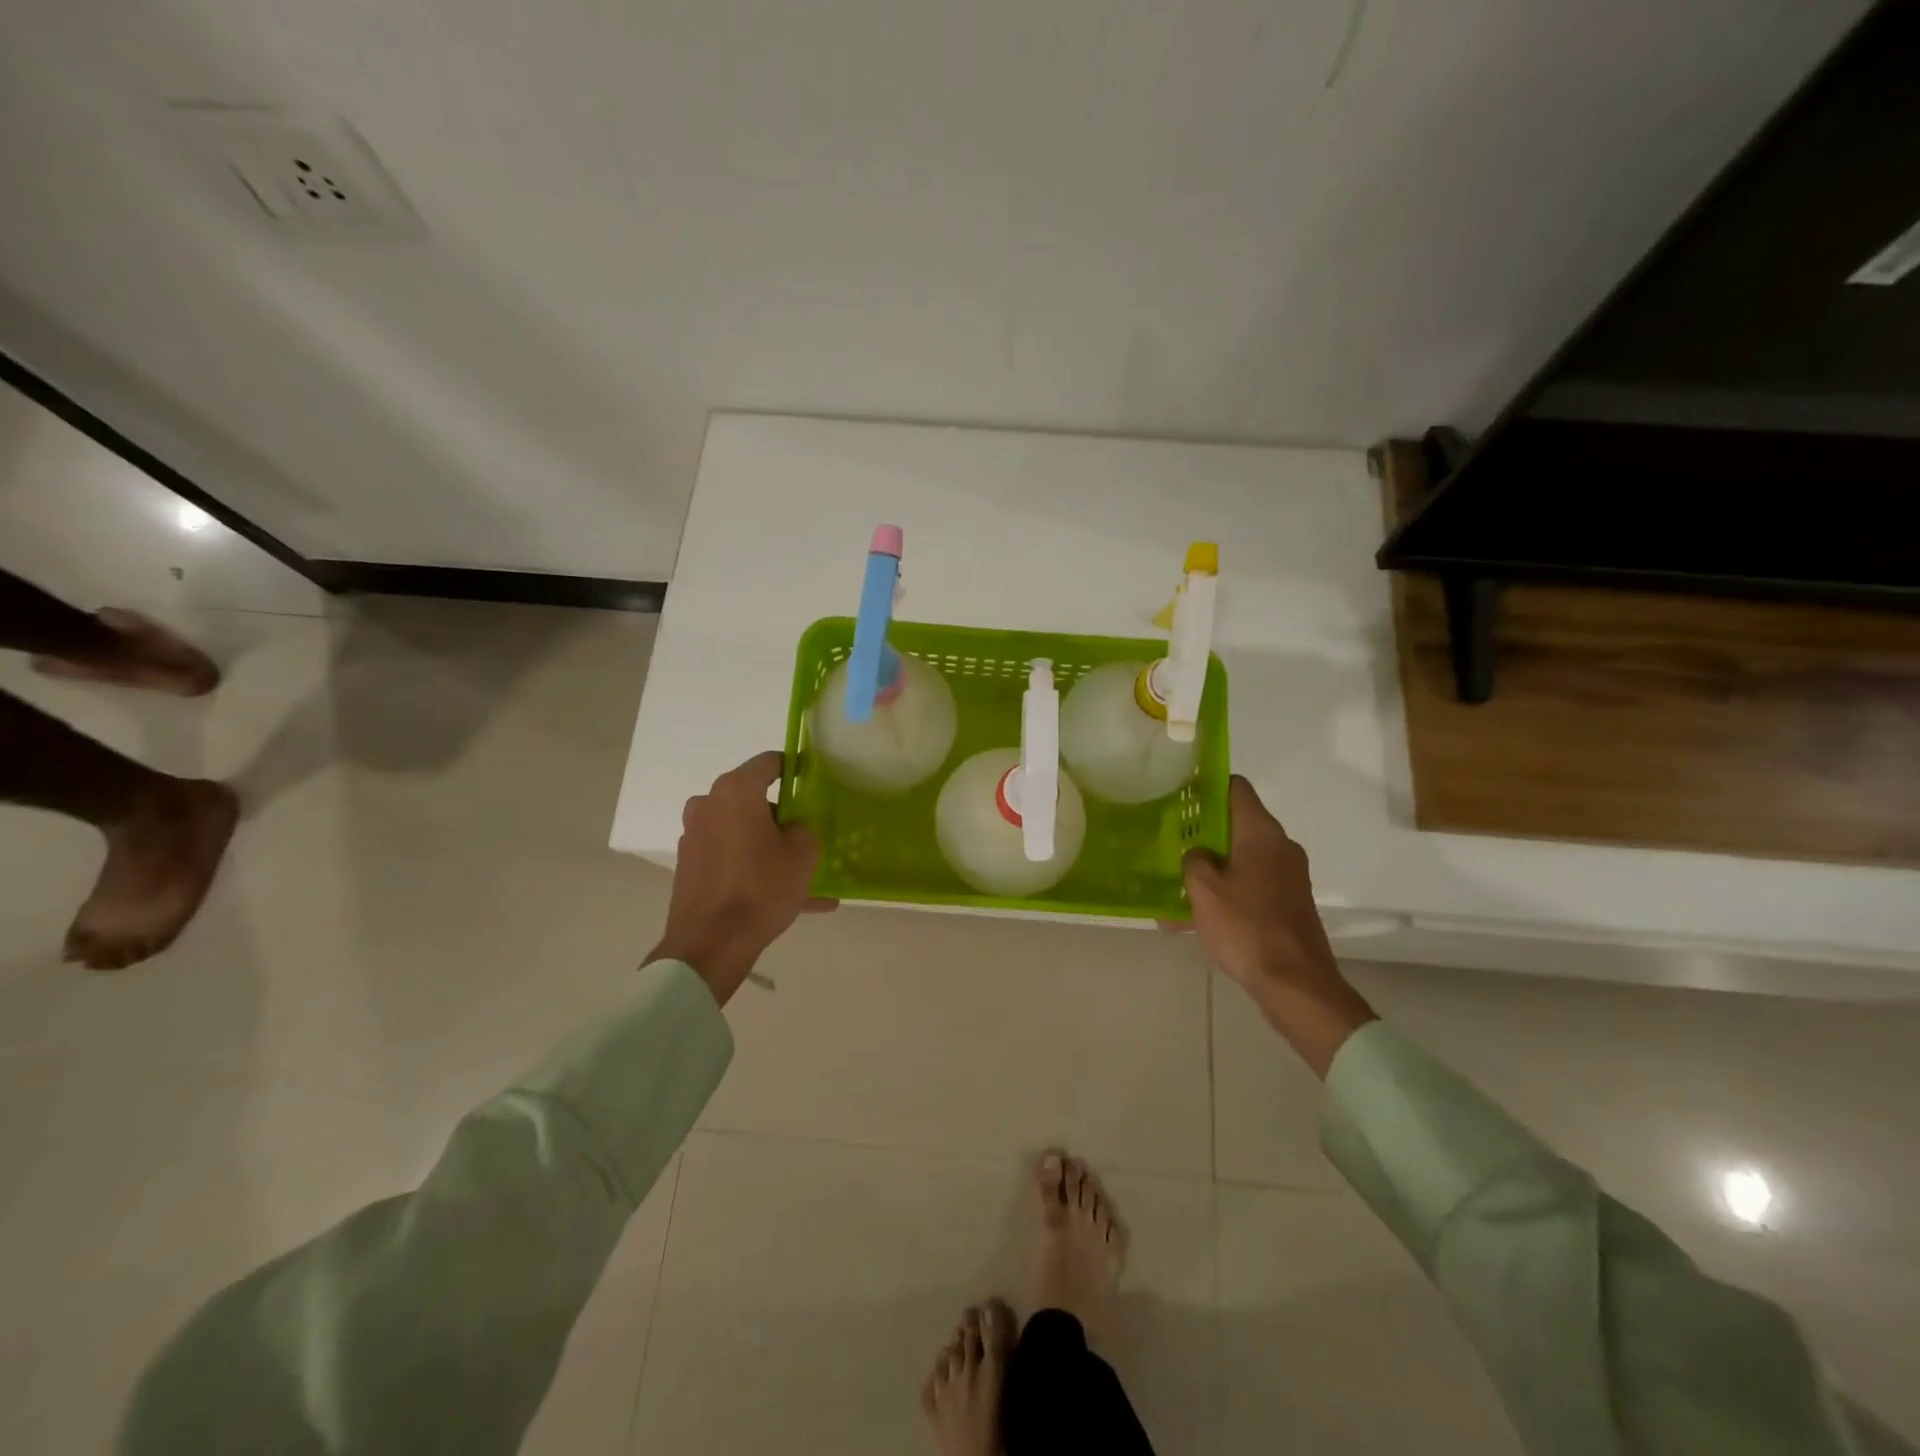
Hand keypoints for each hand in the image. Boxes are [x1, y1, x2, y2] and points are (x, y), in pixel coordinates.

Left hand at [646, 751, 833, 1005]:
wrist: (711, 943)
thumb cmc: (761, 887)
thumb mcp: (803, 853)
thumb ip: (802, 828)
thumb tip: (790, 828)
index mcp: (735, 791)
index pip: (769, 762)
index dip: (794, 768)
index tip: (812, 781)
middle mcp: (708, 805)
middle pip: (752, 799)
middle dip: (780, 814)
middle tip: (807, 834)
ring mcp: (694, 837)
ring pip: (742, 833)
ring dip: (769, 847)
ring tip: (803, 877)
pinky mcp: (690, 866)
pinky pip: (731, 859)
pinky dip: (754, 869)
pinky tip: (788, 899)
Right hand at [1182, 776, 1375, 1077]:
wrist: (1296, 983)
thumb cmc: (1245, 927)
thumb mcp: (1203, 889)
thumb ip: (1194, 860)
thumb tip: (1198, 854)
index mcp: (1261, 833)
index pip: (1235, 788)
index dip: (1206, 786)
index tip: (1179, 796)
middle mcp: (1280, 847)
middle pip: (1237, 824)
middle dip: (1203, 832)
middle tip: (1170, 842)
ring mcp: (1289, 877)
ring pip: (1242, 858)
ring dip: (1212, 868)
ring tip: (1176, 885)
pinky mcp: (1289, 903)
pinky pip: (1251, 886)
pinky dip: (1227, 892)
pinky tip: (1196, 918)